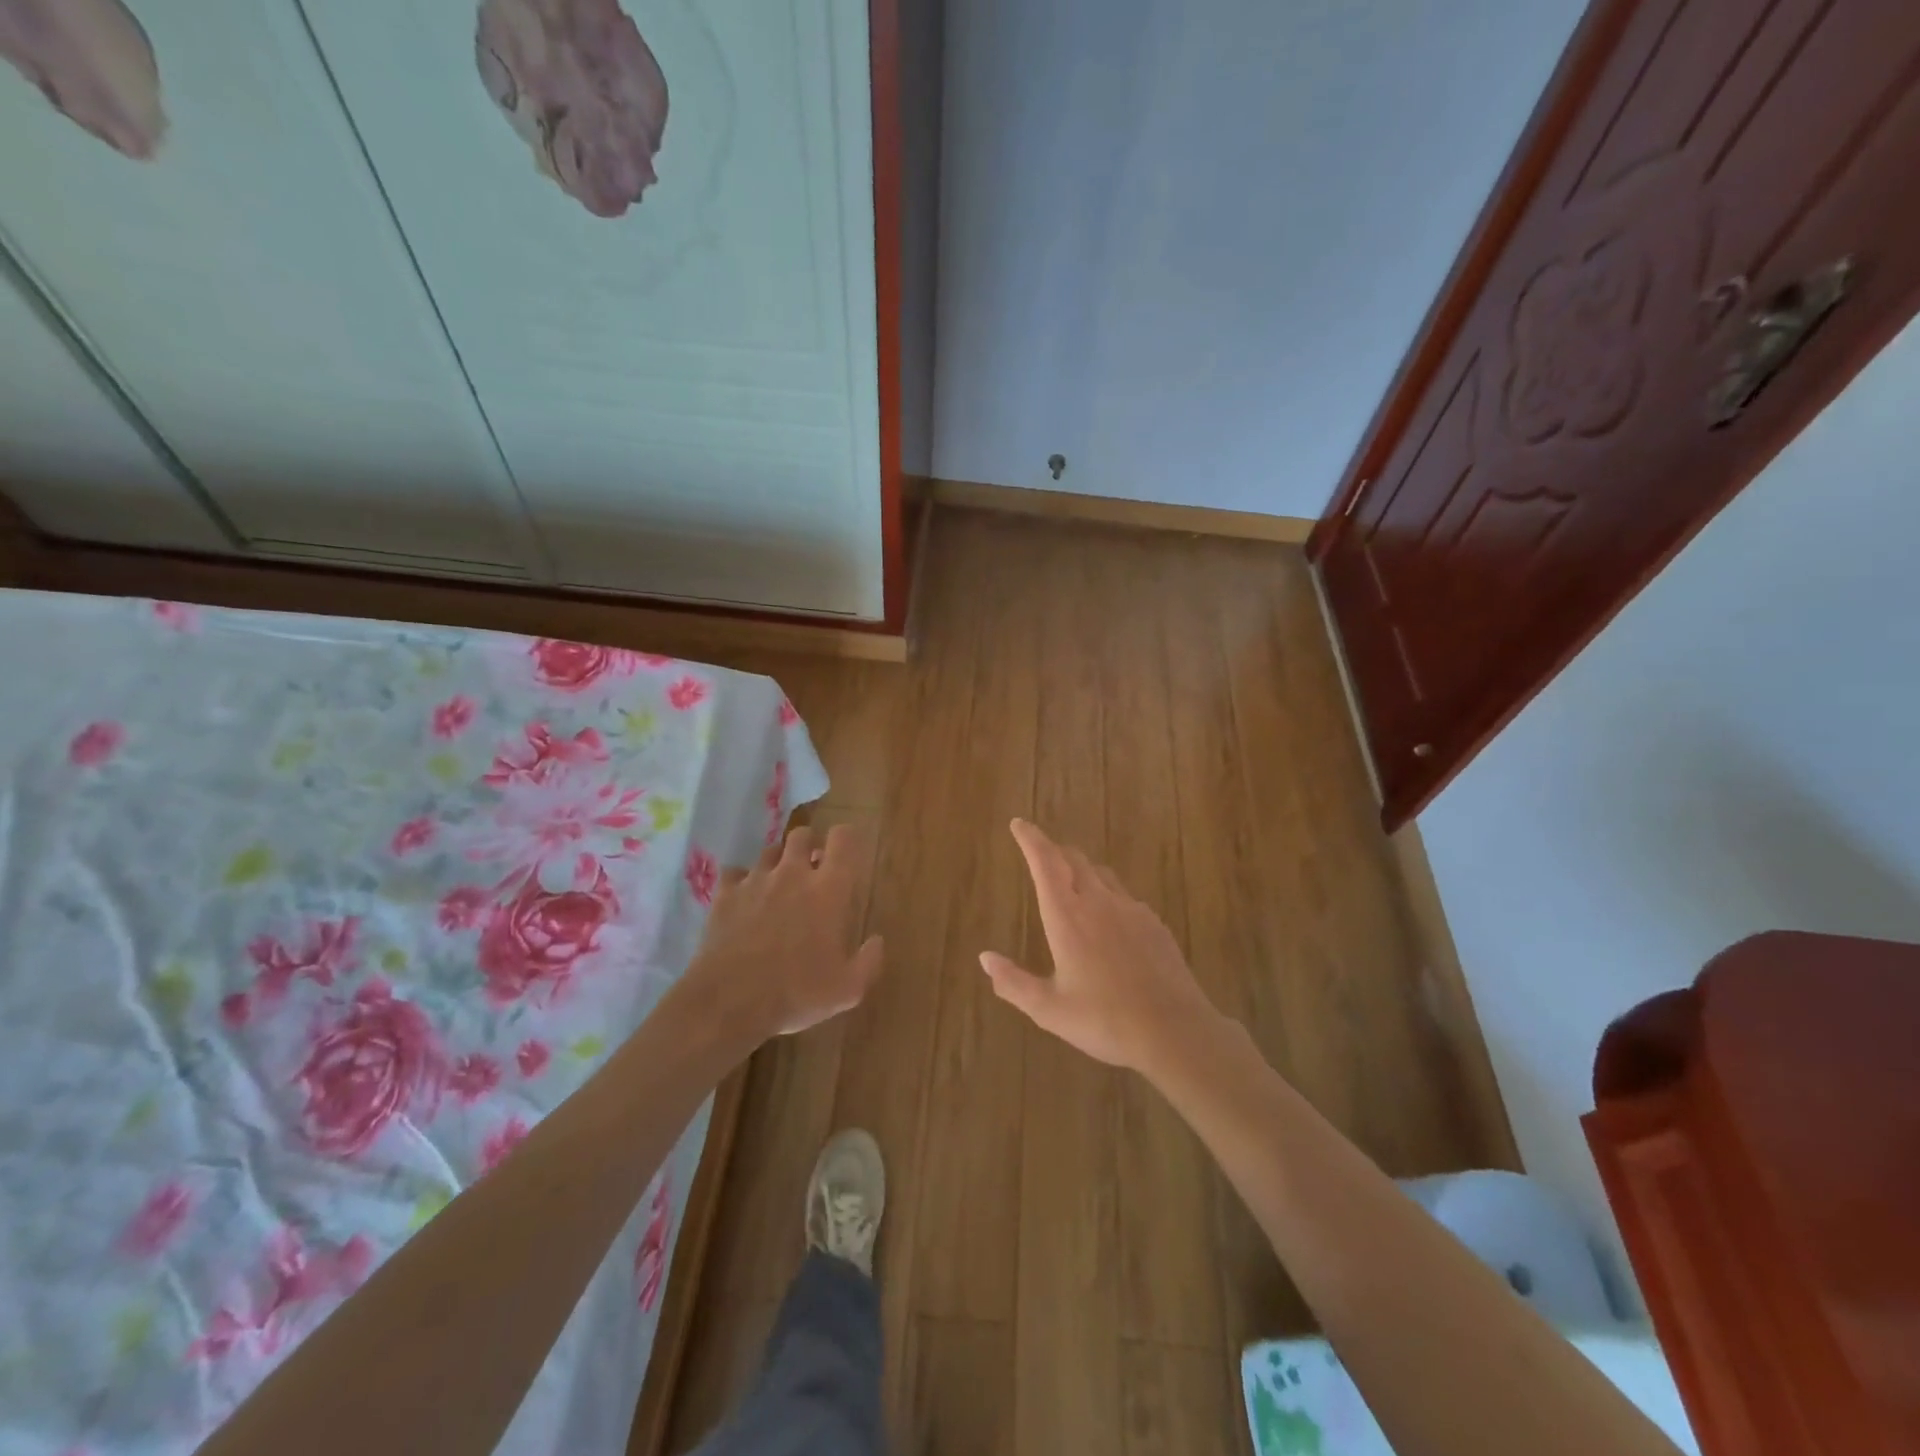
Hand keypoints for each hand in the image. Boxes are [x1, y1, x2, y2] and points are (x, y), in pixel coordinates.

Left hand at [684, 823, 884, 1043]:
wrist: (730, 1001)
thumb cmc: (796, 993)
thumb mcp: (847, 990)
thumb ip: (869, 962)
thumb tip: (877, 941)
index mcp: (828, 890)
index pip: (843, 839)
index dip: (846, 838)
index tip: (848, 852)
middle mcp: (793, 874)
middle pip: (802, 835)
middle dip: (810, 845)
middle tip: (813, 869)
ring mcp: (756, 881)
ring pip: (769, 851)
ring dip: (778, 861)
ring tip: (779, 884)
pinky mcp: (725, 894)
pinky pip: (734, 873)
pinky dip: (741, 881)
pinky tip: (744, 899)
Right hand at [981, 818, 1221, 1075]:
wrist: (1174, 1031)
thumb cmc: (1104, 1020)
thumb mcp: (1048, 1009)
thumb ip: (1013, 983)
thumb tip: (985, 958)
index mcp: (1067, 917)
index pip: (1045, 863)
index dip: (1031, 839)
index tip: (1019, 824)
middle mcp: (1099, 903)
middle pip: (1074, 860)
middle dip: (1054, 851)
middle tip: (1041, 853)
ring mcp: (1131, 910)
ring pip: (1102, 875)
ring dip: (1082, 870)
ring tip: (1072, 881)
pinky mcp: (1155, 924)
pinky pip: (1125, 897)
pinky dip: (1108, 895)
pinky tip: (1110, 921)